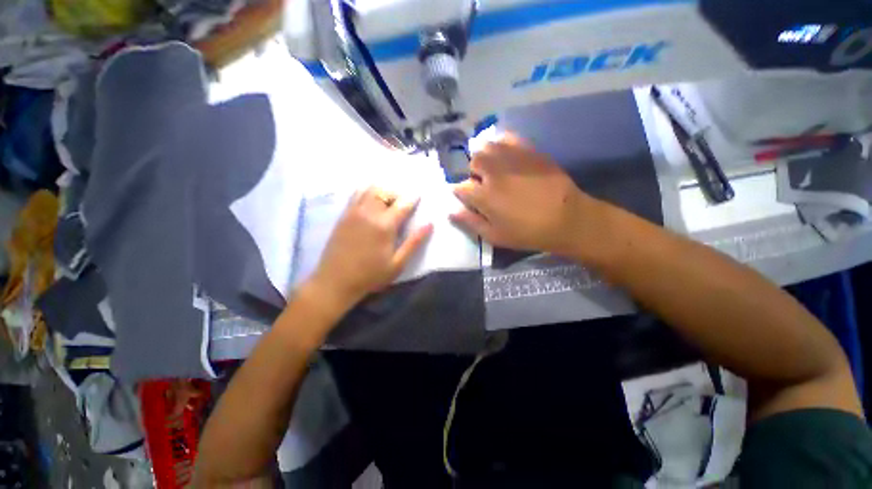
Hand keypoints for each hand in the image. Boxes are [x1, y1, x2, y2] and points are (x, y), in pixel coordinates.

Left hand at [306, 187, 432, 312]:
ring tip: (387, 203)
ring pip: (370, 189)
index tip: (419, 196)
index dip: (413, 199)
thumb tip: (429, 224)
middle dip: (397, 194)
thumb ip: (414, 242)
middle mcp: (368, 213)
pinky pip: (355, 194)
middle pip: (385, 192)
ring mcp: (353, 212)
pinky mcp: (343, 215)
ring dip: (382, 192)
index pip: (403, 204)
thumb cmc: (370, 276)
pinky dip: (366, 192)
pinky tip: (370, 202)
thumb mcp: (397, 264)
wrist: (335, 282)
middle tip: (402, 205)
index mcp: (384, 226)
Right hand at [450, 134, 602, 257]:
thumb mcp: (495, 236)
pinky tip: (505, 154)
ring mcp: (511, 159)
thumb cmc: (527, 232)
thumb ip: (470, 222)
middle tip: (483, 183)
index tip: (466, 197)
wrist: (566, 219)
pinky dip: (501, 143)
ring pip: (487, 146)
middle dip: (474, 172)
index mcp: (483, 196)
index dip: (460, 192)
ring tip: (494, 168)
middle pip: (473, 162)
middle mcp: (493, 172)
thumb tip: (450, 211)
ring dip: (485, 157)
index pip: (460, 187)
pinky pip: (508, 138)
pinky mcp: (528, 151)